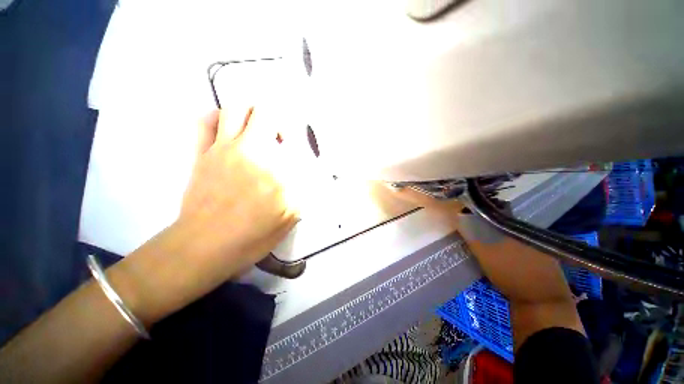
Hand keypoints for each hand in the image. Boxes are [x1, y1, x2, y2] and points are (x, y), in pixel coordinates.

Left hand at [180, 107, 298, 274]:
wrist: (204, 246)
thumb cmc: (250, 238)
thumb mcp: (288, 221)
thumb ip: (301, 196)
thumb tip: (303, 180)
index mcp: (277, 173)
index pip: (295, 146)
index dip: (299, 149)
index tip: (297, 161)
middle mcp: (253, 154)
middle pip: (266, 114)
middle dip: (278, 123)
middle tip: (280, 140)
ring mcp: (223, 150)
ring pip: (237, 109)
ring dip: (252, 114)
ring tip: (257, 131)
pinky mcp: (202, 154)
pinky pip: (206, 122)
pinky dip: (218, 118)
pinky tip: (228, 129)